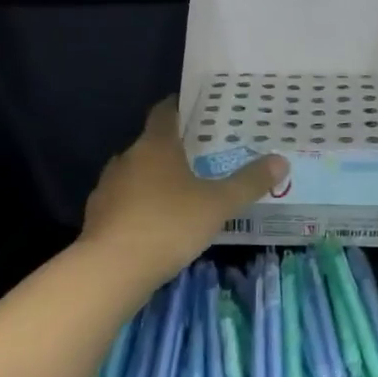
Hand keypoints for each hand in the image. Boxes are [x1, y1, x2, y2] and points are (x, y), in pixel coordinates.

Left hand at [81, 99, 287, 293]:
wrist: (112, 269)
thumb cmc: (169, 224)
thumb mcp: (218, 204)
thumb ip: (249, 182)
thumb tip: (281, 160)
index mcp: (155, 145)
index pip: (164, 113)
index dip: (178, 107)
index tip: (195, 109)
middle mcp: (127, 158)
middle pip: (150, 144)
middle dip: (172, 149)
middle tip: (199, 157)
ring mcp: (108, 187)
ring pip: (134, 174)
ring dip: (153, 180)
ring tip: (179, 193)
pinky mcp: (96, 216)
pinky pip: (123, 202)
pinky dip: (138, 206)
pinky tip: (154, 224)